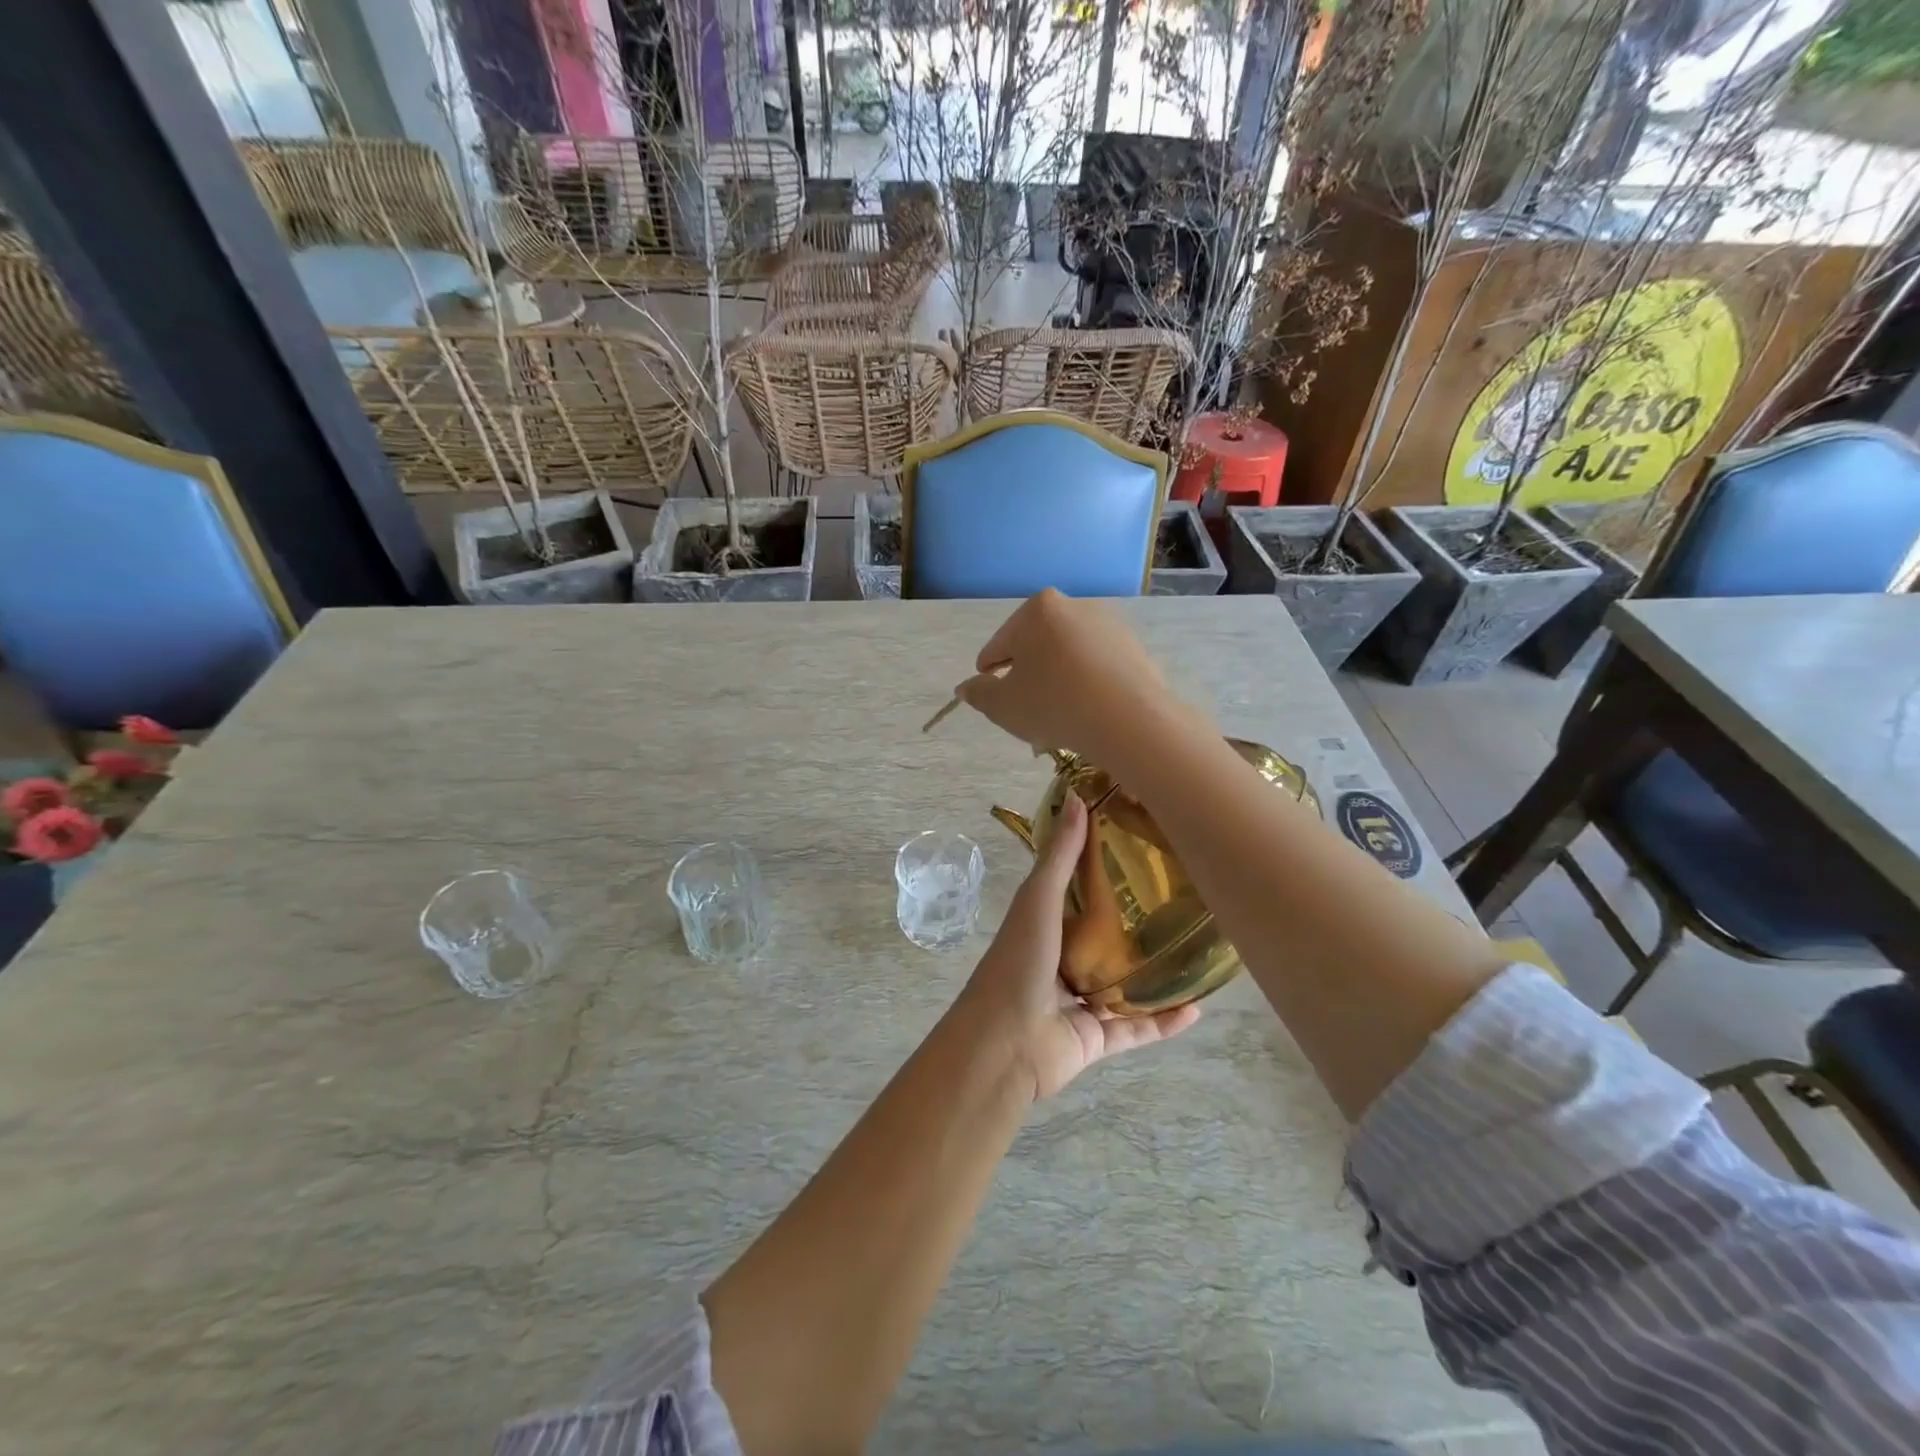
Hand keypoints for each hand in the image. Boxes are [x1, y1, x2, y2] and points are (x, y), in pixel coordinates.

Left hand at [953, 793, 1198, 1100]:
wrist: (1004, 1044)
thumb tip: (1077, 796)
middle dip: (1138, 924)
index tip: (1144, 848)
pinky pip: (1138, 1029)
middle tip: (1184, 901)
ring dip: (1155, 973)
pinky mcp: (1097, 1039)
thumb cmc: (1019, 961)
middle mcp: (1063, 961)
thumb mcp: (1039, 899)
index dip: (1106, 870)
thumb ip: (1061, 855)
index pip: (1080, 893)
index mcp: (1046, 926)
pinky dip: (1165, 1022)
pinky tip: (1198, 1007)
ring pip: (1125, 985)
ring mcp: (1080, 1002)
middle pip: (1106, 939)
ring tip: (1196, 952)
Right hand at [954, 590, 1194, 769]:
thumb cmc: (1054, 704)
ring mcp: (1110, 625)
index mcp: (1037, 609)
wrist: (1130, 721)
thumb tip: (967, 687)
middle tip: (1024, 709)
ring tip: (1056, 717)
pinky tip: (1086, 713)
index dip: (989, 672)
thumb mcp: (1003, 706)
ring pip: (1069, 656)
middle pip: (1037, 645)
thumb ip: (979, 694)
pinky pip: (1097, 667)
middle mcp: (1075, 606)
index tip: (989, 692)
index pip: (1000, 644)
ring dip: (1057, 680)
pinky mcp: (1135, 648)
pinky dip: (1086, 684)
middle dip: (1028, 675)